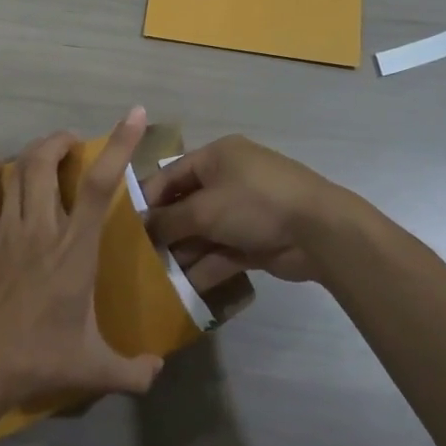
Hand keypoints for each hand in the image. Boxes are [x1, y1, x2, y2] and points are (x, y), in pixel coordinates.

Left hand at [0, 108, 163, 412]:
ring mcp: (5, 229)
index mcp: (75, 248)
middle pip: (47, 162)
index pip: (101, 185)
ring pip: (17, 170)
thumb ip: (132, 371)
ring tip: (45, 151)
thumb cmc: (37, 359)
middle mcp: (41, 227)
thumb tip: (157, 373)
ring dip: (33, 152)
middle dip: (61, 142)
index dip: (119, 144)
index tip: (134, 114)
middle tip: (73, 144)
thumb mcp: (93, 369)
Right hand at [142, 135, 339, 287]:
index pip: (172, 174)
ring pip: (204, 233)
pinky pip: (222, 252)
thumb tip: (143, 227)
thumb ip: (169, 220)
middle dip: (165, 231)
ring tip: (156, 277)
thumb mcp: (204, 208)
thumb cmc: (254, 203)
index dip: (148, 198)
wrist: (319, 231)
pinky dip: (205, 267)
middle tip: (138, 256)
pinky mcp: (255, 240)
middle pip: (187, 206)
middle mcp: (229, 179)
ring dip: (183, 253)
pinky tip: (183, 288)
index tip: (126, 225)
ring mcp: (244, 211)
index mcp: (217, 157)